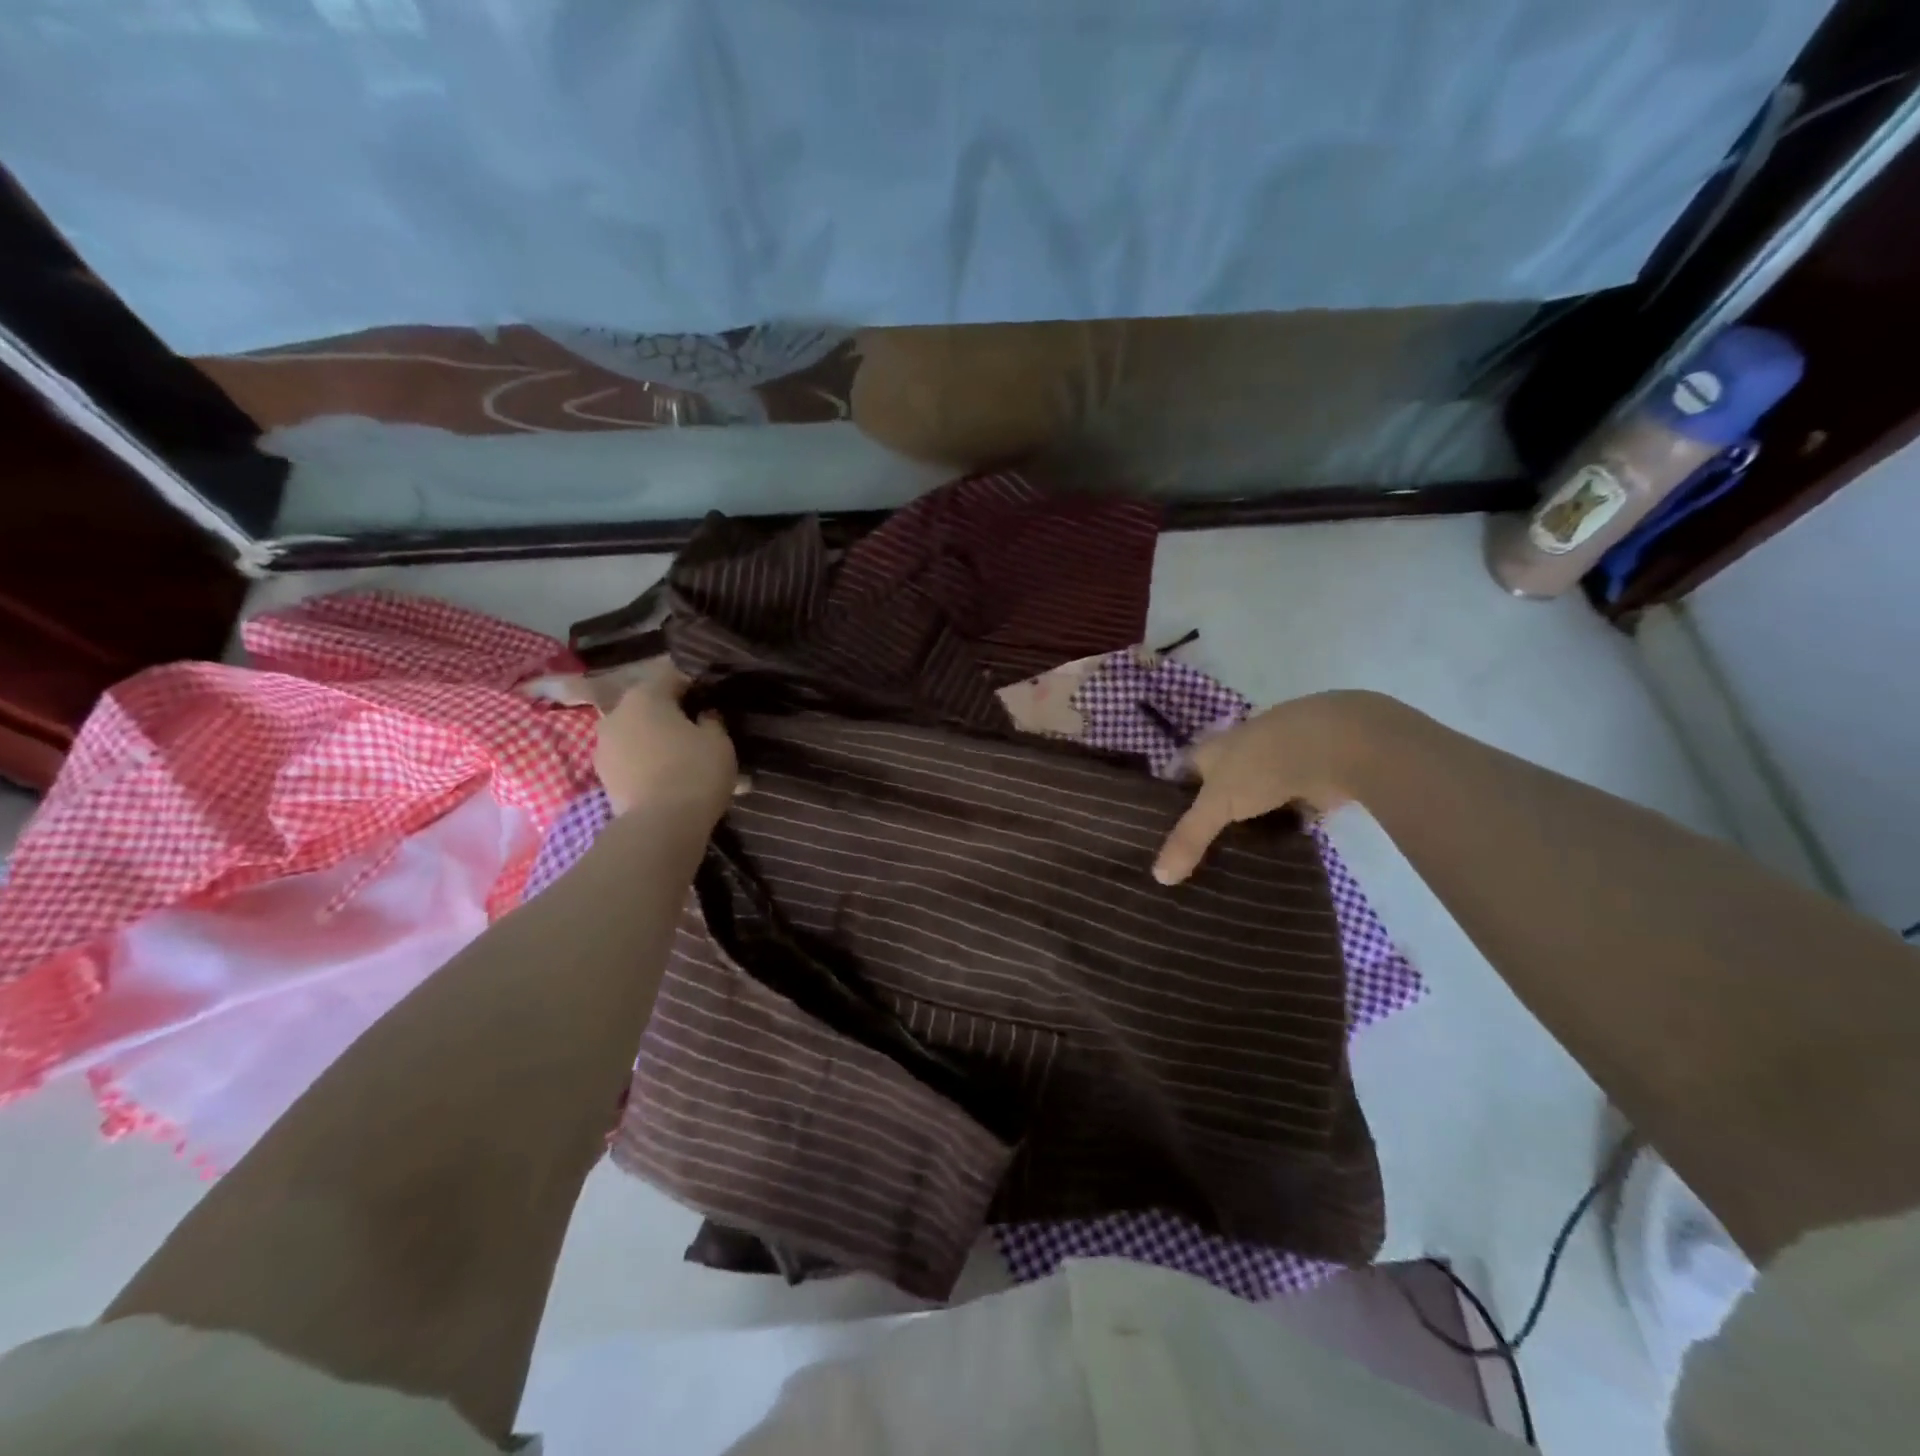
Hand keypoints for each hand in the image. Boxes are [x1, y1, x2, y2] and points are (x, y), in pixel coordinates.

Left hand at [594, 660, 738, 822]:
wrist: (660, 826)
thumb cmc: (695, 771)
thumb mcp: (719, 740)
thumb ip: (712, 721)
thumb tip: (703, 715)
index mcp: (645, 696)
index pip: (672, 676)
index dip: (695, 687)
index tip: (712, 703)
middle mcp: (616, 714)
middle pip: (649, 706)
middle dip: (672, 716)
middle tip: (699, 733)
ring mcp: (603, 746)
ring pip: (638, 734)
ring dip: (657, 741)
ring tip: (683, 761)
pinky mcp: (602, 776)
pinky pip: (630, 760)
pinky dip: (647, 764)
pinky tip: (668, 779)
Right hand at [1153, 690, 1402, 884]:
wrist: (1337, 746)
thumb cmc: (1263, 762)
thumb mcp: (1216, 802)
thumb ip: (1189, 838)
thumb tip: (1158, 878)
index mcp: (1212, 749)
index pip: (1180, 774)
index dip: (1169, 800)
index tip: (1157, 833)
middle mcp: (1241, 755)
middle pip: (1217, 791)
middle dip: (1208, 820)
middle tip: (1190, 859)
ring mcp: (1277, 770)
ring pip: (1252, 805)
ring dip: (1245, 829)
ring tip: (1225, 867)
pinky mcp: (1309, 787)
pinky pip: (1285, 816)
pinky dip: (1279, 834)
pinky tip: (1269, 860)